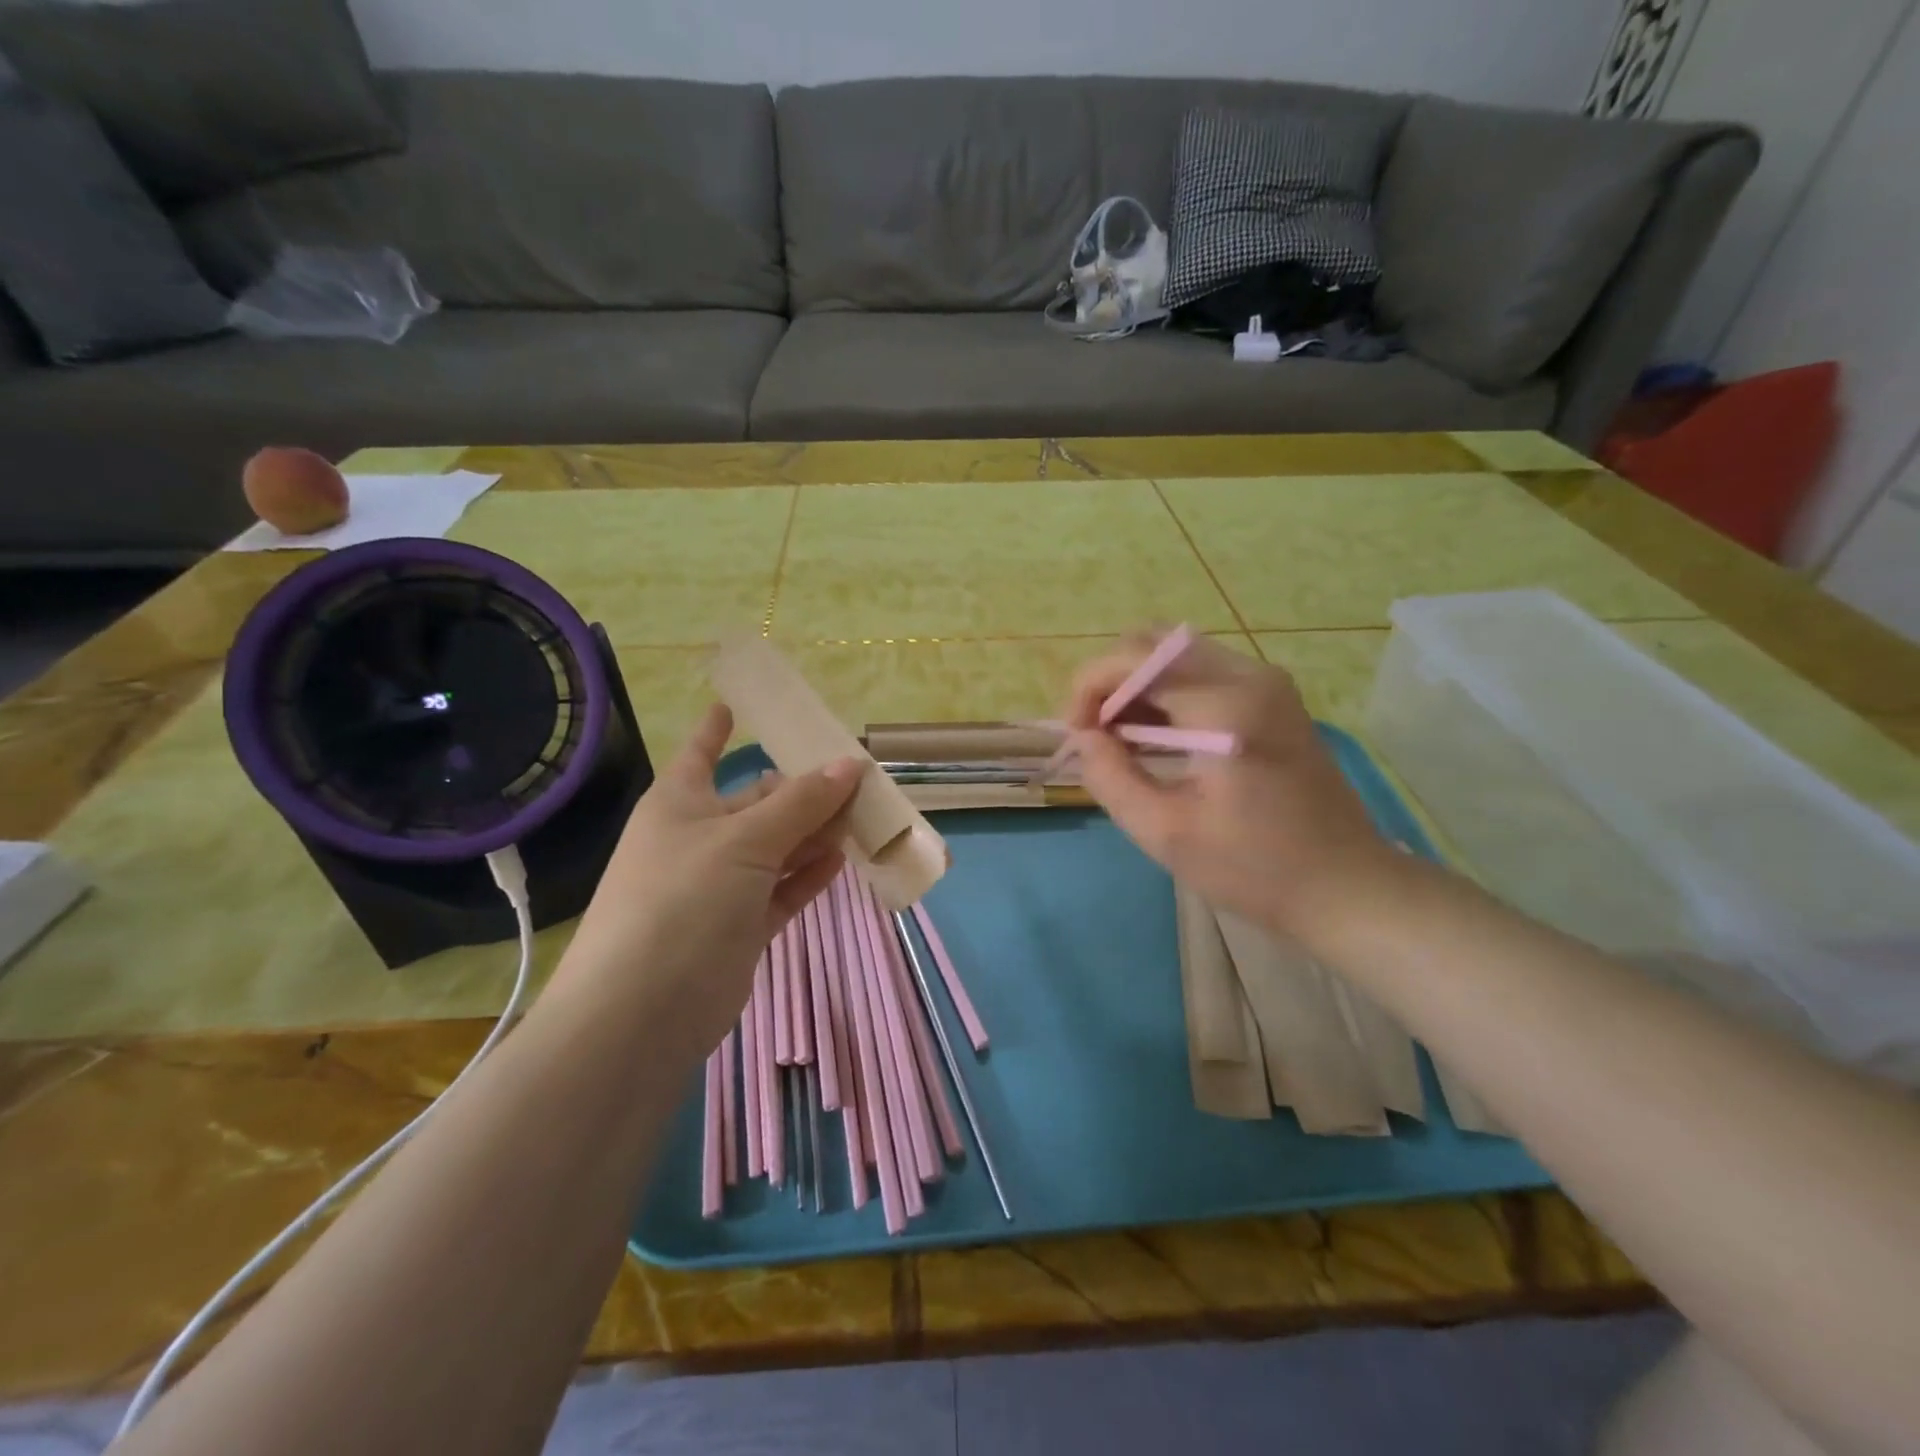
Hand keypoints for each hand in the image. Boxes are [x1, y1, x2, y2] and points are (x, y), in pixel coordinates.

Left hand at [555, 703, 859, 1053]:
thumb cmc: (683, 901)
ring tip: (863, 815)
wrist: (641, 1014)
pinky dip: (808, 875)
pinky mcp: (738, 927)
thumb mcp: (744, 841)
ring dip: (815, 833)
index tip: (734, 703)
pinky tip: (842, 860)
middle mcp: (698, 838)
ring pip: (776, 847)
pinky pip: (781, 889)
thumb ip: (801, 804)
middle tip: (856, 777)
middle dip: (801, 790)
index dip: (717, 728)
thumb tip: (850, 764)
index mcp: (680, 804)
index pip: (701, 752)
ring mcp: (719, 886)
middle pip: (756, 802)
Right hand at [1065, 634, 1399, 940]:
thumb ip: (1110, 777)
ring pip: (1177, 653)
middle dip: (1111, 681)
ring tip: (1119, 740)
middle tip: (1095, 735)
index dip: (1089, 688)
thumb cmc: (1254, 868)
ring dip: (1137, 686)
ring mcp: (1267, 682)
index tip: (1075, 735)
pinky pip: (1203, 672)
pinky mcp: (1274, 697)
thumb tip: (1083, 737)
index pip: (1134, 660)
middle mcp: (1249, 675)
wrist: (1346, 886)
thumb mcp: (1165, 833)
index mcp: (1225, 707)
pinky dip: (1167, 693)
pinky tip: (1156, 738)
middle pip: (1154, 643)